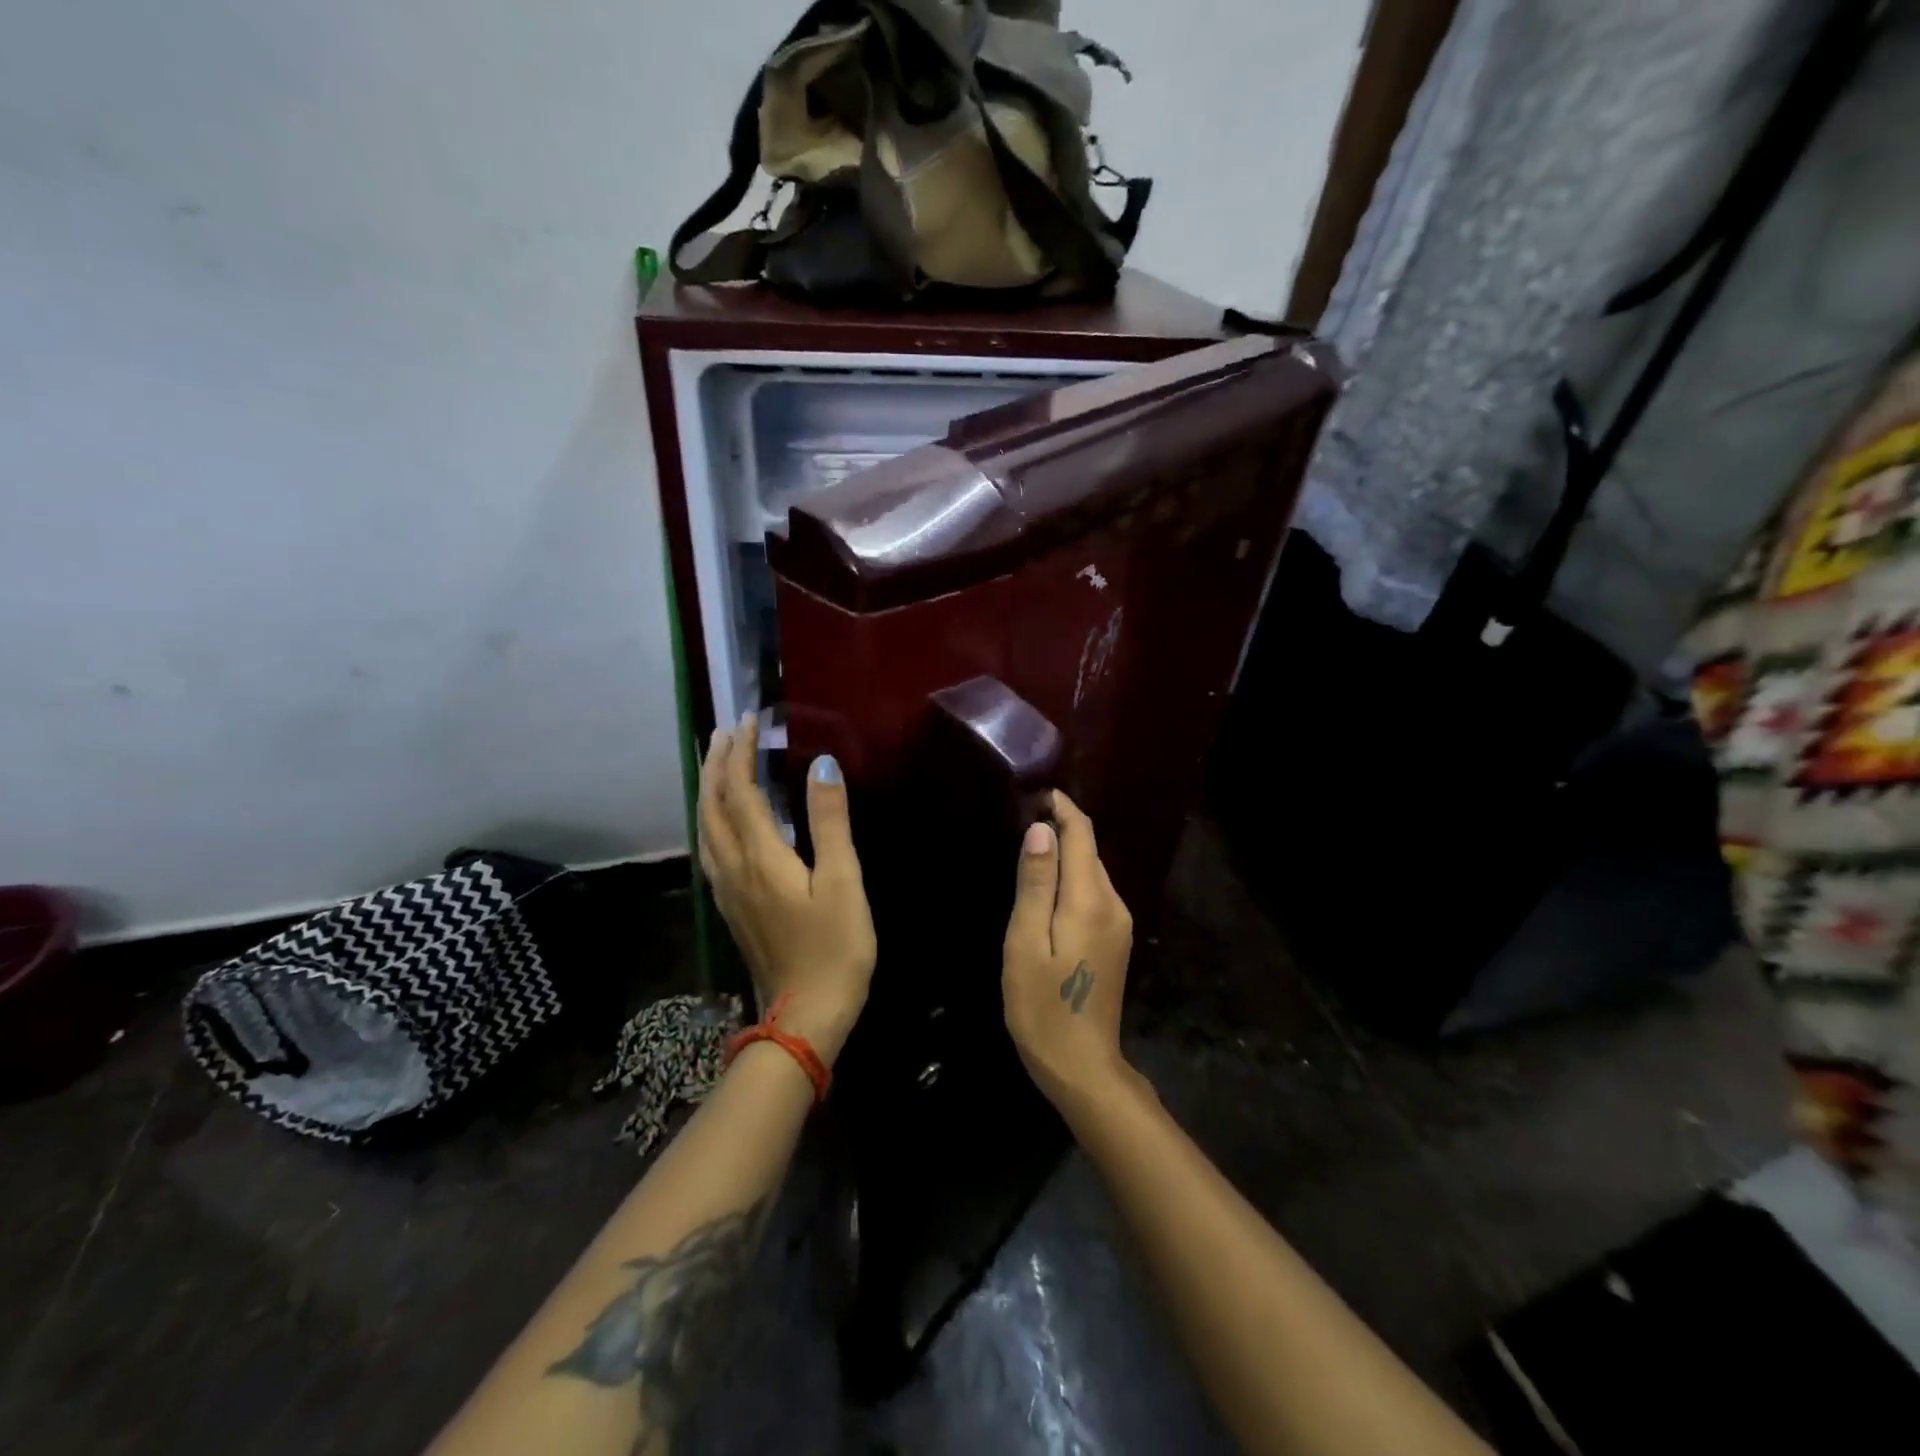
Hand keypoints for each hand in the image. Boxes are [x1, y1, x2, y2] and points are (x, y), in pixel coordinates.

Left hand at [698, 714, 875, 1065]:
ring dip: (708, 791)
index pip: (740, 790)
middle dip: (716, 765)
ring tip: (718, 766)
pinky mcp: (732, 908)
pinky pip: (710, 849)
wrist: (805, 1017)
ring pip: (705, 828)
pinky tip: (721, 823)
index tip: (748, 720)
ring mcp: (727, 891)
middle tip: (725, 732)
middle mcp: (733, 868)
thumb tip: (821, 765)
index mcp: (759, 856)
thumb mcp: (842, 881)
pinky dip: (710, 820)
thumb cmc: (834, 948)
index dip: (740, 753)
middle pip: (712, 806)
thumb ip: (829, 821)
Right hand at [1002, 790, 1133, 1108]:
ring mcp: (1120, 924)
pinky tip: (1047, 889)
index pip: (1082, 834)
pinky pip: (1094, 893)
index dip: (1061, 808)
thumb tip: (1041, 830)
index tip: (1034, 792)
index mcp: (1091, 900)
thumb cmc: (1043, 1007)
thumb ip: (1035, 884)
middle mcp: (1114, 904)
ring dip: (1066, 853)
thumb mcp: (1026, 943)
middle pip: (1090, 850)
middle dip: (1061, 828)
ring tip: (1028, 848)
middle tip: (1021, 817)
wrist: (1082, 1067)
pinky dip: (1072, 879)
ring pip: (1092, 872)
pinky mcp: (1116, 940)